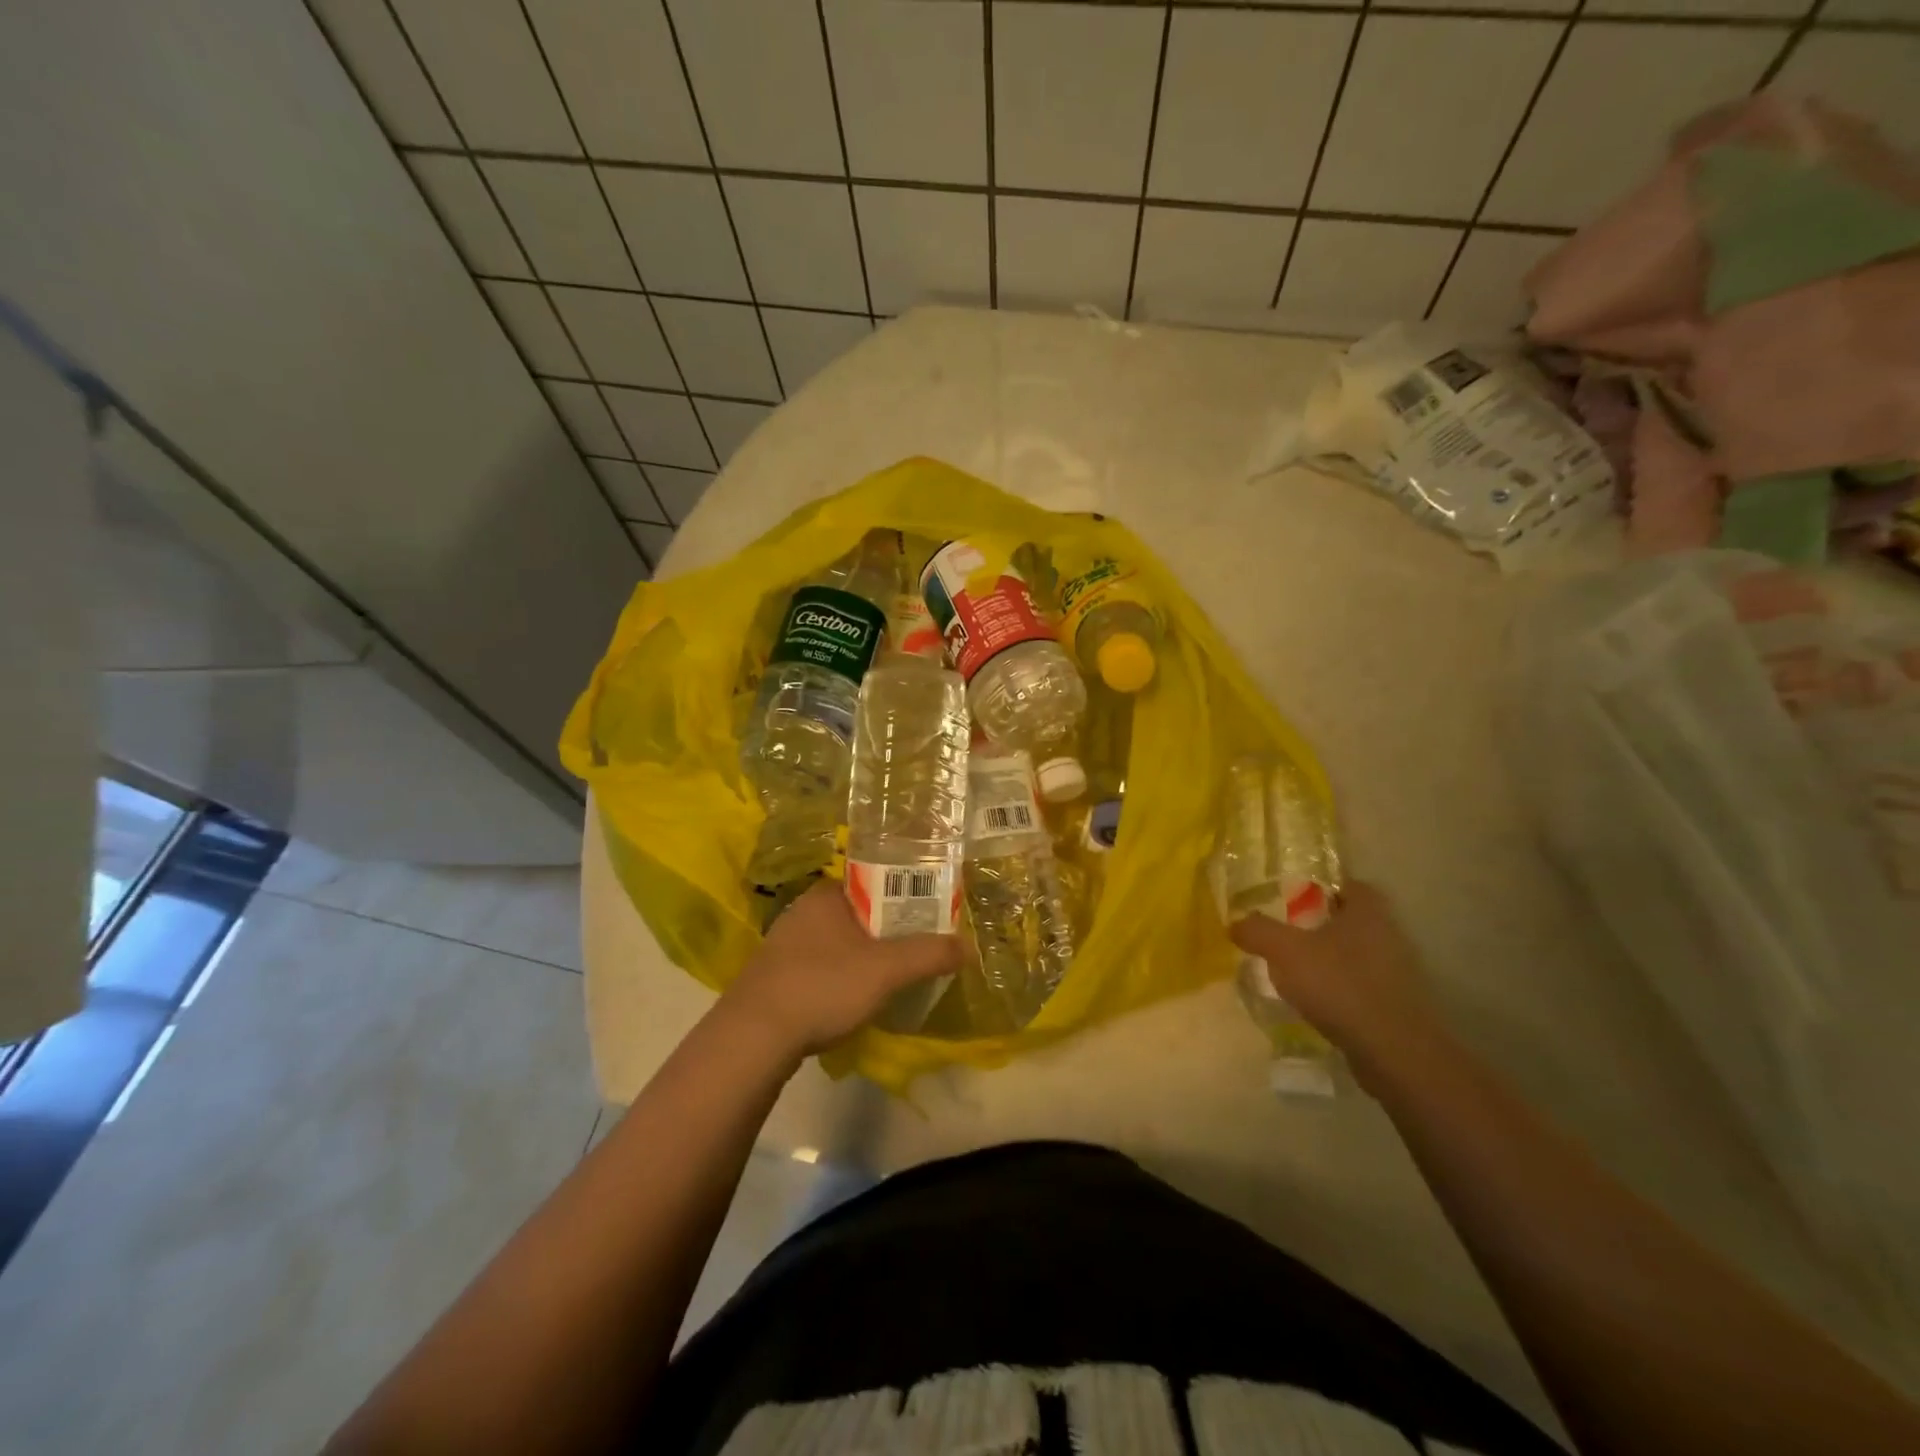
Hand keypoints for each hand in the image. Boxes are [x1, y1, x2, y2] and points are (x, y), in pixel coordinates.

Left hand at [722, 882, 962, 1057]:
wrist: (752, 1037)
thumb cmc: (823, 987)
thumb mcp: (887, 970)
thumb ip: (929, 954)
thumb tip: (967, 946)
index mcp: (827, 894)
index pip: (876, 881)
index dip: (906, 896)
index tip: (929, 916)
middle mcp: (803, 909)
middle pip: (859, 911)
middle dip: (888, 929)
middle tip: (916, 948)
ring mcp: (784, 942)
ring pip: (839, 940)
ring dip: (864, 954)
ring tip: (890, 975)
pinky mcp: (774, 974)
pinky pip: (820, 963)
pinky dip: (840, 974)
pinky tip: (850, 997)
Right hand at [1231, 881, 1446, 1084]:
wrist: (1394, 1052)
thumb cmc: (1340, 985)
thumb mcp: (1285, 951)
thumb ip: (1258, 931)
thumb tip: (1236, 923)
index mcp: (1367, 912)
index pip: (1348, 884)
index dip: (1321, 887)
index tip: (1292, 897)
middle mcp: (1388, 936)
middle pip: (1349, 920)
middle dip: (1318, 925)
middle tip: (1284, 933)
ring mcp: (1396, 973)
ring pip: (1354, 955)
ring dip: (1327, 960)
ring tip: (1292, 971)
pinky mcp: (1396, 1006)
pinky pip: (1359, 986)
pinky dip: (1338, 990)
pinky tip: (1314, 1003)